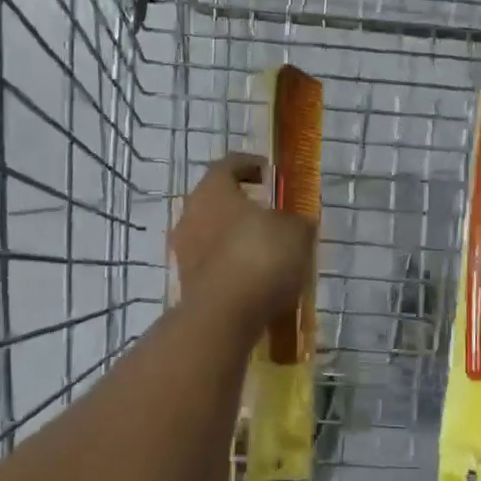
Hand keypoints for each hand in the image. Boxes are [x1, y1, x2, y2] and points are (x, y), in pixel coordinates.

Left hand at [170, 153, 315, 327]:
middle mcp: (191, 213)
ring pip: (211, 232)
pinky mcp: (186, 282)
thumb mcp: (296, 233)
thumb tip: (297, 223)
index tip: (268, 172)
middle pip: (215, 199)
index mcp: (214, 190)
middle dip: (240, 203)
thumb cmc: (261, 257)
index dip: (250, 165)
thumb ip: (297, 222)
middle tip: (268, 211)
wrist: (225, 316)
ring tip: (265, 248)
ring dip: (234, 236)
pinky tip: (254, 277)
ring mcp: (184, 250)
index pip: (228, 165)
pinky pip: (211, 263)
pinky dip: (230, 264)